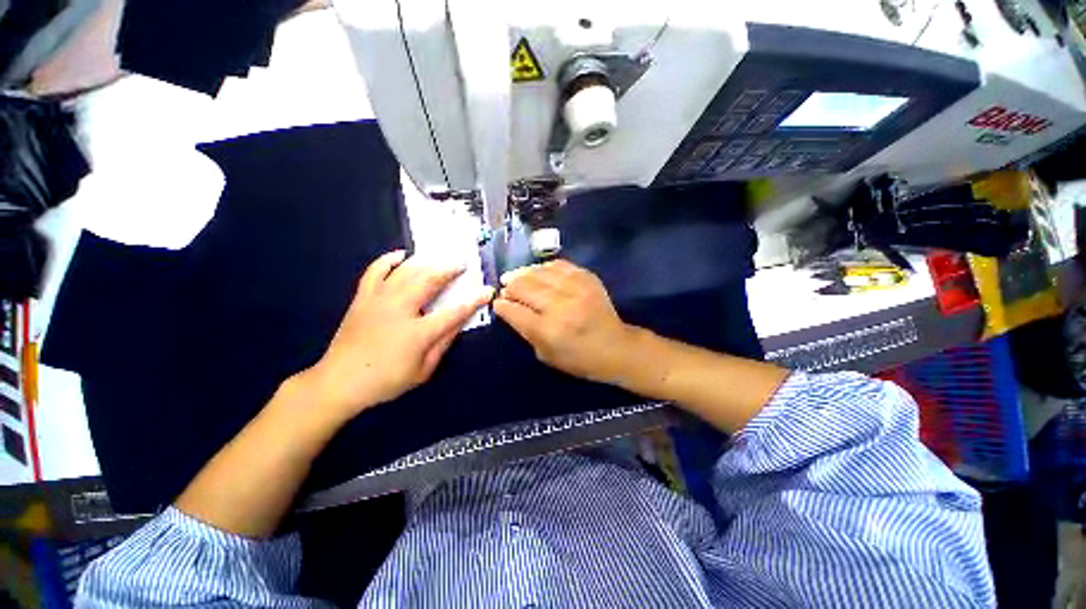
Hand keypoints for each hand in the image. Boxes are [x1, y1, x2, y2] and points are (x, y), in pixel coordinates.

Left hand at [299, 250, 493, 421]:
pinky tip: (401, 255)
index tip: (488, 290)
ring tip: (440, 260)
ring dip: (426, 263)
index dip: (474, 300)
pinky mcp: (363, 298)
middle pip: (429, 282)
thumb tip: (459, 323)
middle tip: (462, 264)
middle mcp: (400, 310)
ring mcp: (378, 301)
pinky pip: (375, 271)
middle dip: (449, 270)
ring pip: (406, 273)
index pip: (454, 312)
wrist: (339, 382)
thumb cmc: (386, 380)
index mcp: (418, 333)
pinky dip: (388, 260)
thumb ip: (443, 344)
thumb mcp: (423, 371)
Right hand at [493, 260, 639, 385]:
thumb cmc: (579, 358)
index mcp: (549, 331)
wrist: (616, 347)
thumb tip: (509, 308)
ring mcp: (576, 289)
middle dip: (510, 286)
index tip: (497, 302)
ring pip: (540, 272)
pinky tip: (539, 272)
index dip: (502, 305)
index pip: (515, 311)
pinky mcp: (588, 278)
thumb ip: (526, 331)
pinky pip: (560, 265)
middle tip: (506, 288)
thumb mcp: (546, 355)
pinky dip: (545, 267)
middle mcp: (560, 306)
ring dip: (524, 273)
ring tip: (517, 277)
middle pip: (524, 287)